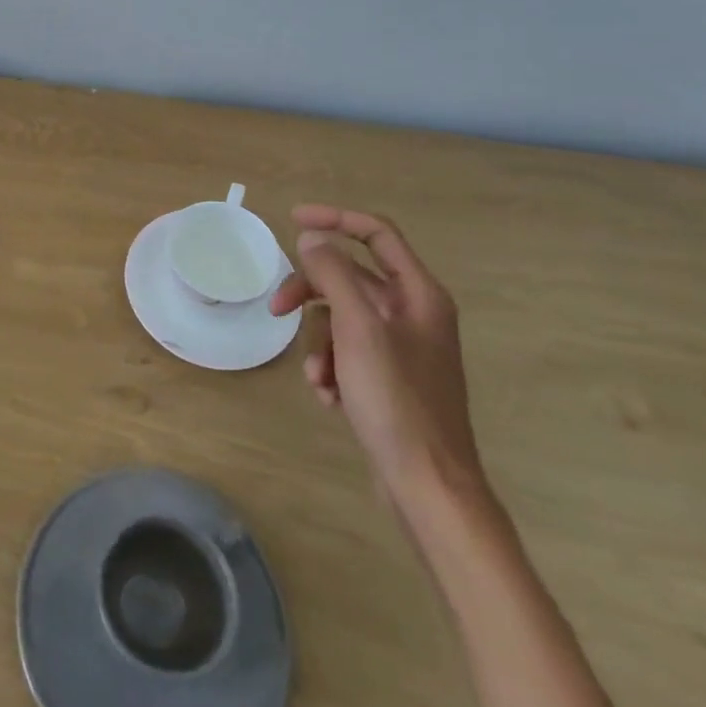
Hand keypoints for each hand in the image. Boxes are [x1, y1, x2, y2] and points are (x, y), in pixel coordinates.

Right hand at [269, 205, 484, 515]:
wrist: (427, 487)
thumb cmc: (396, 401)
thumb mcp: (358, 329)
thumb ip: (334, 275)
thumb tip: (312, 239)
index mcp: (418, 294)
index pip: (376, 233)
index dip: (335, 219)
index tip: (292, 220)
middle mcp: (413, 314)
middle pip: (350, 278)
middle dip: (311, 293)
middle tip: (278, 308)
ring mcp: (402, 349)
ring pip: (342, 319)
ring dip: (319, 343)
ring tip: (318, 377)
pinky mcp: (389, 379)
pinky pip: (347, 353)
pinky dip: (331, 368)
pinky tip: (329, 397)